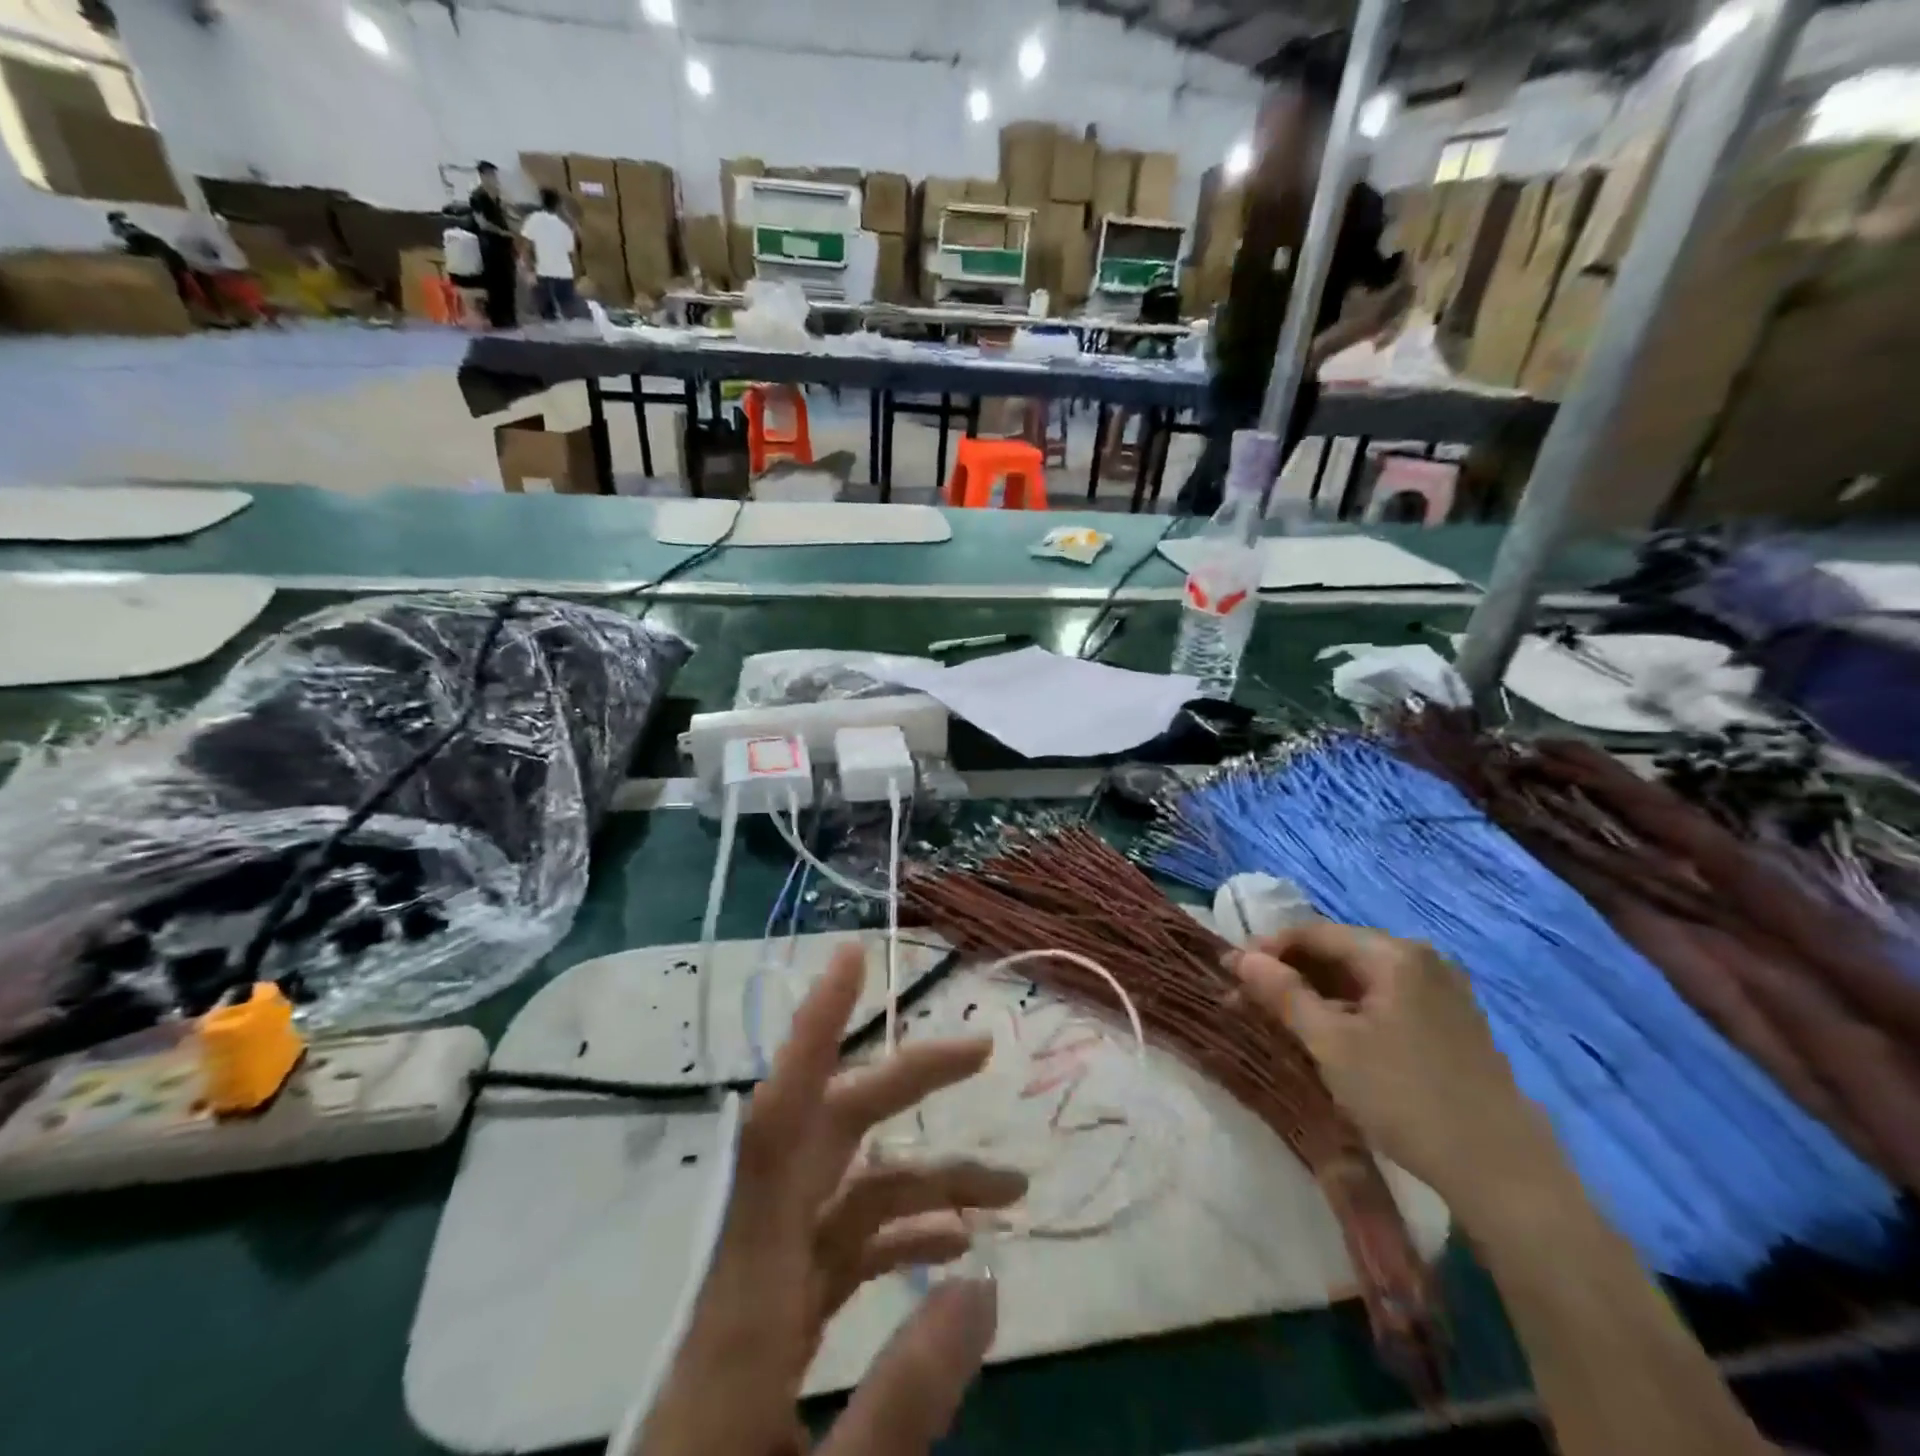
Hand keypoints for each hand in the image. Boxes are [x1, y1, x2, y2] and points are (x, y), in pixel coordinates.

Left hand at [637, 945, 1025, 1455]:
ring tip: (1010, 1185)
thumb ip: (905, 1392)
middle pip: (831, 1133)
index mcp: (751, 1281)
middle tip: (980, 1052)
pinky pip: (845, 1244)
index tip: (852, 960)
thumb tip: (987, 1278)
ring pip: (851, 1189)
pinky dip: (901, 1231)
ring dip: (928, 1175)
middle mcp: (756, 1257)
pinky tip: (955, 1245)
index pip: (780, 1120)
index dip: (815, 1030)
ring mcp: (767, 1283)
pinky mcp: (776, 1314)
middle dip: (905, 1081)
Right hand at [1227, 921, 1556, 1220]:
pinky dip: (1349, 1011)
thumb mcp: (1331, 1043)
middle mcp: (1421, 960)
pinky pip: (1385, 1001)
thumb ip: (1282, 993)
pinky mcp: (1452, 1024)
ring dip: (1316, 995)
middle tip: (1247, 1000)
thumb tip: (1239, 958)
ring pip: (1360, 979)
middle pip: (1337, 952)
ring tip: (1280, 1021)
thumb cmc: (1406, 1097)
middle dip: (1288, 974)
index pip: (1312, 932)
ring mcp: (1443, 992)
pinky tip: (1330, 1038)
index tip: (1229, 973)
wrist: (1505, 1175)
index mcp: (1393, 953)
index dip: (1265, 949)